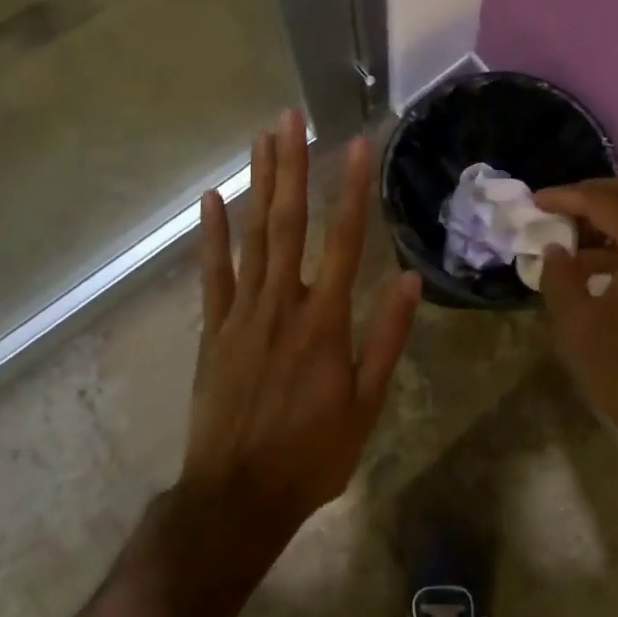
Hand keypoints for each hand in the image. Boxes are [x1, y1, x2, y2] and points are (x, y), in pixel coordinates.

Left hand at [181, 110, 420, 545]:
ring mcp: (241, 314)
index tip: (355, 145)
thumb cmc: (312, 453)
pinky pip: (212, 273)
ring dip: (257, 185)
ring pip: (252, 236)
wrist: (236, 499)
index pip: (342, 240)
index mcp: (324, 321)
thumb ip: (385, 337)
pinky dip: (211, 234)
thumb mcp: (366, 404)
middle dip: (290, 166)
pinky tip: (211, 199)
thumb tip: (406, 278)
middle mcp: (281, 304)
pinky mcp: (213, 330)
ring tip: (260, 139)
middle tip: (288, 117)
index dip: (351, 189)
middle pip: (288, 222)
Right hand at [535, 177, 617, 464]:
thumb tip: (555, 248)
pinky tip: (594, 262)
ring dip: (611, 215)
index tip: (536, 201)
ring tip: (570, 234)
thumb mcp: (577, 326)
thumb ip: (559, 276)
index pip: (608, 202)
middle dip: (594, 194)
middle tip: (558, 208)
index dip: (568, 196)